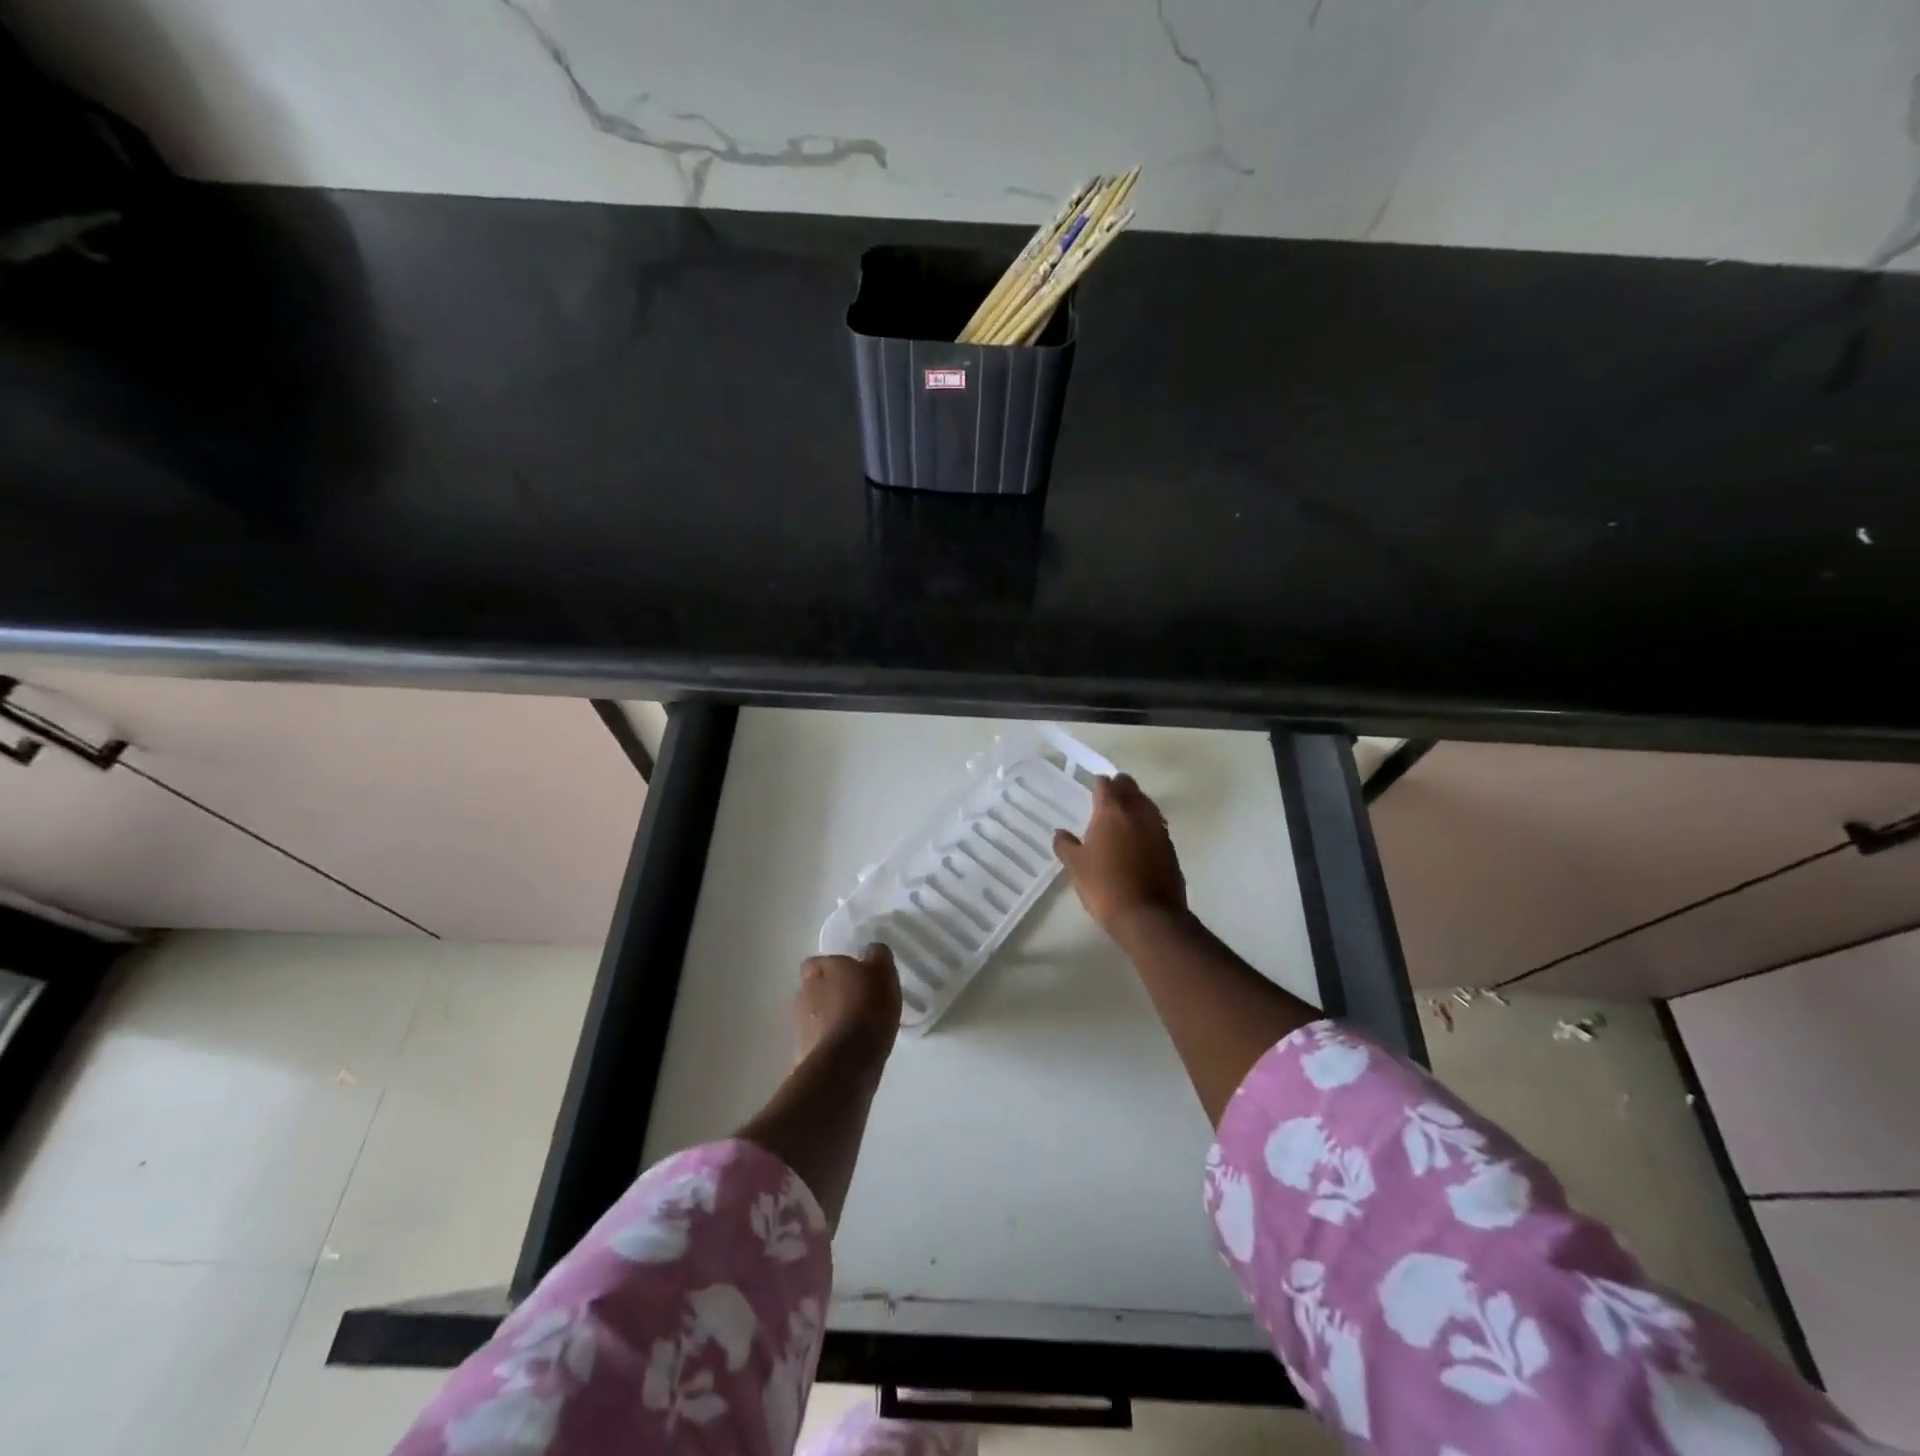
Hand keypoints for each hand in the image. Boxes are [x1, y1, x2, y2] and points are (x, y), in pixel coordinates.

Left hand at [794, 944, 901, 1069]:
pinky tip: (848, 1051)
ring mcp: (799, 1025)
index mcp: (821, 968)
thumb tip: (871, 951)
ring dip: (828, 1020)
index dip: (833, 969)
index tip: (853, 977)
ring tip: (854, 1030)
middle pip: (813, 988)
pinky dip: (828, 1044)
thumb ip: (877, 957)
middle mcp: (804, 992)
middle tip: (856, 1002)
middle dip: (829, 994)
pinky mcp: (801, 1053)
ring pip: (813, 1016)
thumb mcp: (884, 973)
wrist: (847, 1061)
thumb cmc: (868, 1008)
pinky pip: (816, 1042)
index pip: (817, 962)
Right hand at [1053, 773, 1186, 934]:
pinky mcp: (1170, 848)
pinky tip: (1140, 834)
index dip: (1099, 783)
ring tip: (1125, 810)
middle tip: (1110, 792)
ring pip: (1147, 804)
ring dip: (1136, 802)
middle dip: (1121, 786)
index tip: (1095, 784)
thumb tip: (1060, 833)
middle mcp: (1138, 813)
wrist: (1148, 915)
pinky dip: (1147, 822)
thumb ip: (1066, 846)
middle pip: (1131, 788)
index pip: (1106, 786)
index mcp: (1112, 812)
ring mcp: (1158, 829)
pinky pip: (1157, 824)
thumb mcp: (1076, 867)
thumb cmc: (1105, 886)